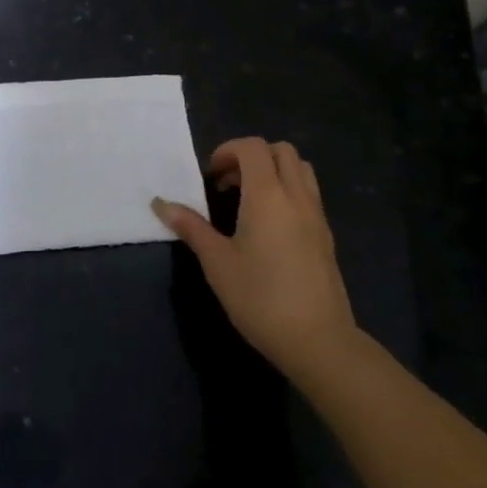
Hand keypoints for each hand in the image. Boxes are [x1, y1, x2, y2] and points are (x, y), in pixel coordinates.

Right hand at [153, 137, 356, 387]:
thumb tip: (160, 203)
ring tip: (249, 200)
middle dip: (252, 156)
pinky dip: (288, 191)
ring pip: (300, 169)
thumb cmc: (260, 298)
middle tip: (228, 183)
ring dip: (274, 170)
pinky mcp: (326, 236)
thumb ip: (191, 227)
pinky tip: (269, 227)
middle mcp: (296, 196)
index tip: (210, 177)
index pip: (252, 147)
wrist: (318, 340)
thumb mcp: (217, 263)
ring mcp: (316, 215)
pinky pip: (308, 193)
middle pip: (280, 150)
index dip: (228, 151)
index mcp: (268, 195)